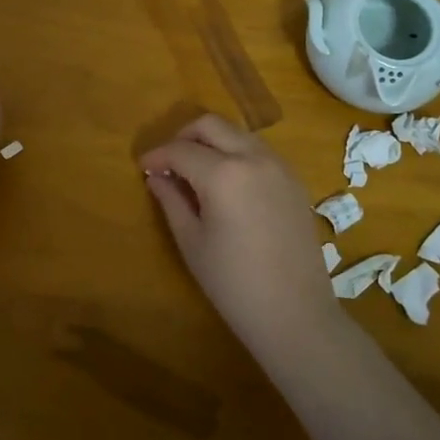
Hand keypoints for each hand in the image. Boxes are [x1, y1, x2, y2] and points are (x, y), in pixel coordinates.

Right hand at [140, 114, 342, 355]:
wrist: (296, 314)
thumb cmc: (234, 283)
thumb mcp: (192, 242)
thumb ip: (171, 200)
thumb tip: (156, 176)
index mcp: (224, 174)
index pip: (180, 150)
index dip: (157, 155)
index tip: (142, 167)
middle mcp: (253, 157)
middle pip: (211, 125)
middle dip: (184, 135)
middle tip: (168, 161)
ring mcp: (279, 166)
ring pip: (237, 133)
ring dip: (212, 141)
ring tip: (196, 170)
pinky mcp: (294, 179)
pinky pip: (258, 150)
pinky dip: (236, 153)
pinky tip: (227, 182)